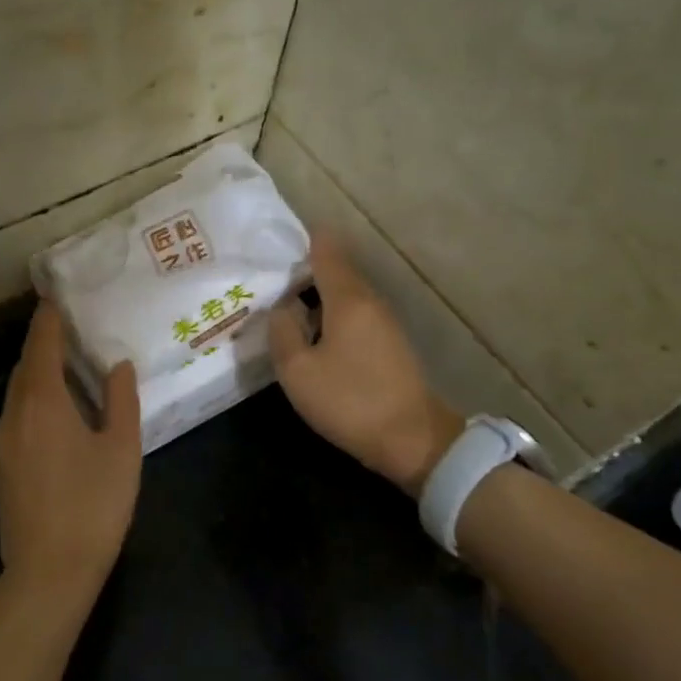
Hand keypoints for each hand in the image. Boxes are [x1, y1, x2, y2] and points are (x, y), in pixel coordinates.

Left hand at [0, 303, 141, 623]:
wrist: (48, 573)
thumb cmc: (93, 507)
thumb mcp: (121, 450)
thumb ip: (120, 401)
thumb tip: (117, 365)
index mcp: (43, 403)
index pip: (42, 345)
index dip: (49, 319)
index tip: (57, 297)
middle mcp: (14, 415)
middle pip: (25, 367)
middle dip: (44, 345)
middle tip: (71, 330)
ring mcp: (2, 443)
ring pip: (18, 394)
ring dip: (39, 375)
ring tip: (68, 369)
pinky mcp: (1, 467)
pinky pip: (16, 418)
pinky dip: (34, 402)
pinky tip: (57, 416)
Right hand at [269, 230, 463, 497]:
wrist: (412, 439)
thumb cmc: (350, 401)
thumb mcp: (298, 371)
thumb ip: (282, 333)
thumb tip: (281, 308)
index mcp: (348, 299)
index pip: (326, 251)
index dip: (303, 240)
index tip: (274, 242)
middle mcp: (370, 301)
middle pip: (336, 272)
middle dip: (303, 271)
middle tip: (268, 280)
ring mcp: (384, 323)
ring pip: (345, 296)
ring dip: (316, 297)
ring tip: (284, 307)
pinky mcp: (389, 345)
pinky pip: (354, 316)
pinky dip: (331, 316)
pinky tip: (312, 334)